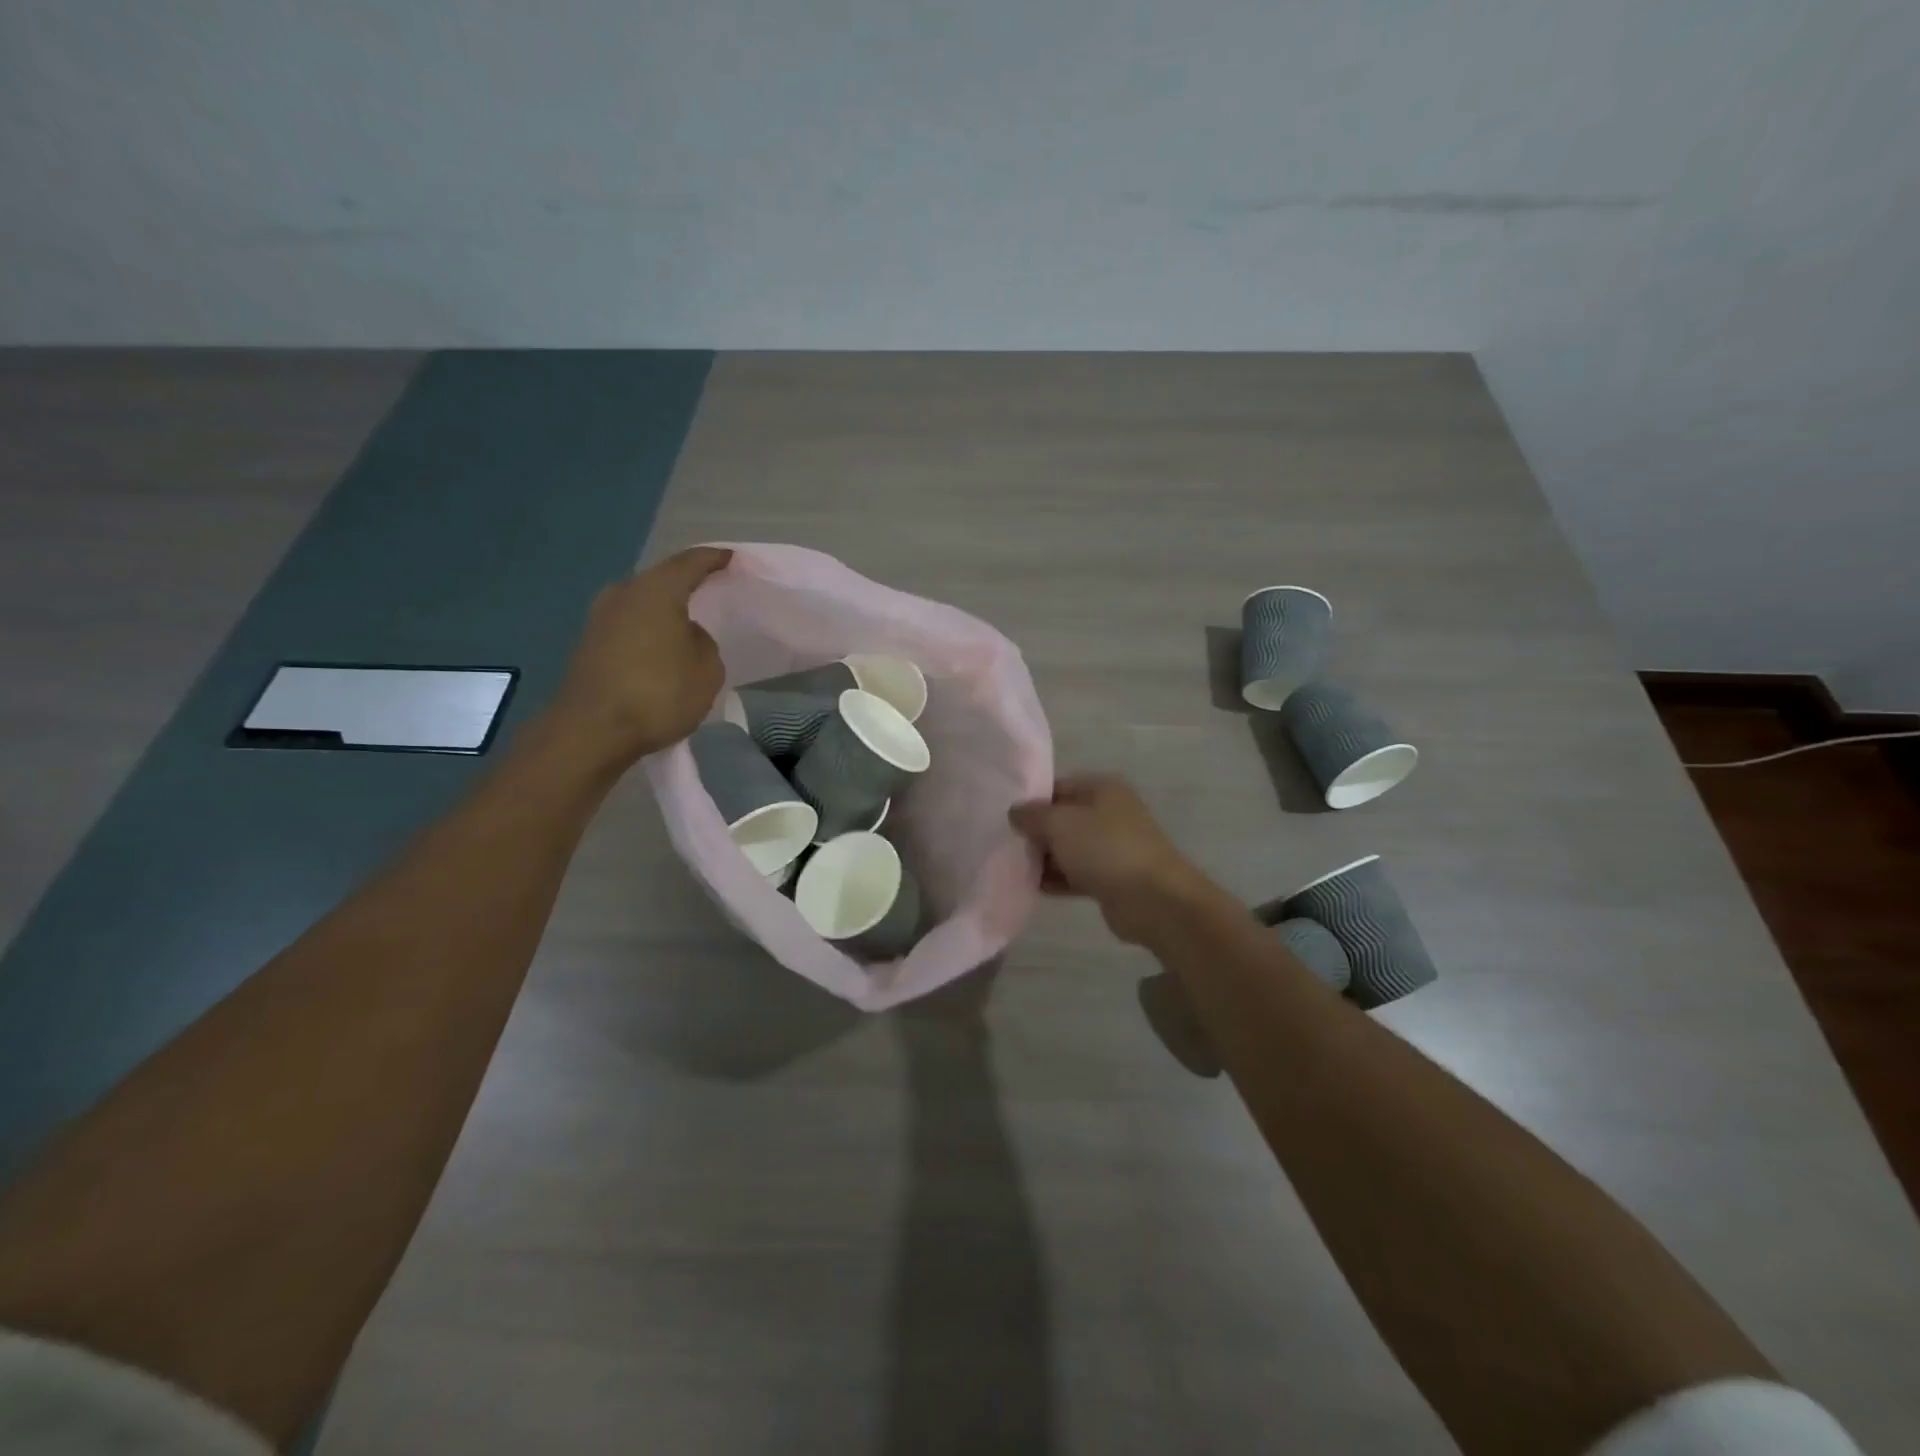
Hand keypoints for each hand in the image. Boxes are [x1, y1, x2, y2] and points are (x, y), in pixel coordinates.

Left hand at [548, 547, 731, 767]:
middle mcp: (623, 594)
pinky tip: (662, 650)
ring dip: (664, 612)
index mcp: (656, 591)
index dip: (714, 559)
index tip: (731, 559)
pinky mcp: (589, 645)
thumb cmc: (658, 693)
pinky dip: (648, 633)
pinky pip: (629, 627)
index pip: (690, 563)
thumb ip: (703, 642)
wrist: (592, 731)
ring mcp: (599, 619)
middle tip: (710, 592)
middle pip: (660, 581)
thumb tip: (686, 635)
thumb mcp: (707, 669)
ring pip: (642, 605)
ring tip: (687, 625)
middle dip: (685, 585)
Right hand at [1009, 775, 1213, 944]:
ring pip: (1069, 848)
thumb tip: (1015, 812)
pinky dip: (1059, 879)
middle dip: (1036, 832)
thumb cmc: (1105, 848)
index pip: (1058, 786)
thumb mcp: (1060, 823)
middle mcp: (1110, 813)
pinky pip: (1077, 873)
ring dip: (1045, 858)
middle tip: (1008, 845)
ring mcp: (1113, 847)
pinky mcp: (1112, 878)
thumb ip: (1032, 815)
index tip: (1006, 817)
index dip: (1032, 800)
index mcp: (1103, 789)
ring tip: (1016, 868)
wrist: (1153, 900)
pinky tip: (1035, 887)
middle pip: (1063, 818)